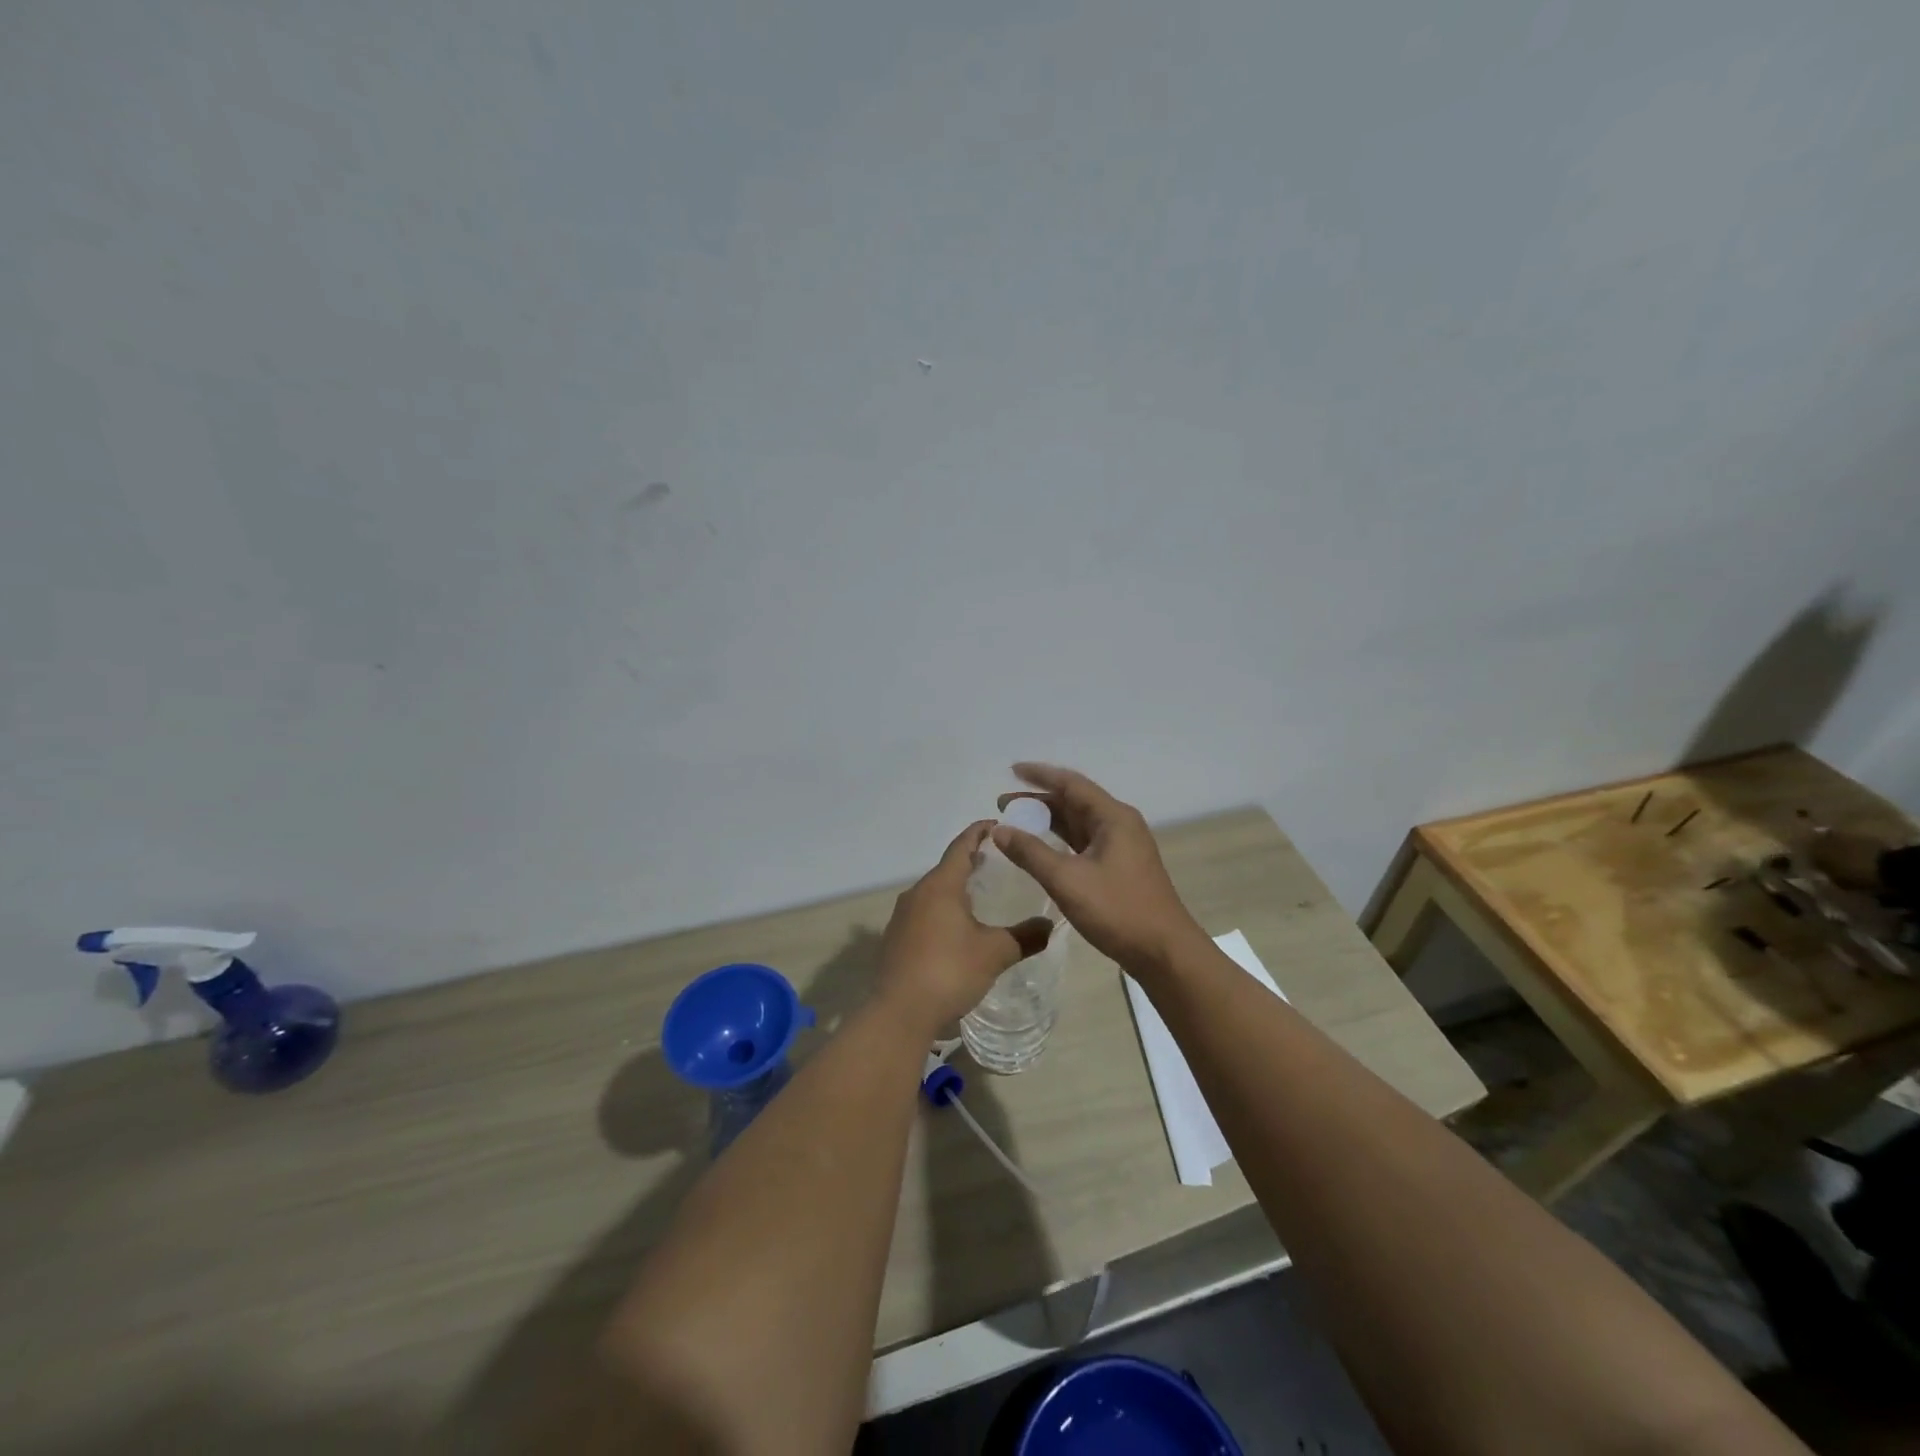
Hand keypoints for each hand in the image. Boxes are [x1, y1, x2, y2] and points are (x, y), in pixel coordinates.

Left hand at [873, 821, 1052, 1039]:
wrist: (899, 1013)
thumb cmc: (949, 971)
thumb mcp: (995, 953)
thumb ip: (1025, 936)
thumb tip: (1049, 926)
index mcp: (940, 885)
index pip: (961, 846)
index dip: (979, 833)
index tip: (996, 825)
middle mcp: (917, 893)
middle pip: (946, 868)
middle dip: (970, 861)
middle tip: (997, 862)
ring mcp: (902, 917)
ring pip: (933, 892)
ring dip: (955, 888)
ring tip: (980, 895)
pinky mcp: (895, 939)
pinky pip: (924, 913)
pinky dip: (943, 910)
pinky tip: (957, 929)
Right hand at [993, 763, 1205, 975]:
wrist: (1164, 952)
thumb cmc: (1117, 910)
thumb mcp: (1067, 880)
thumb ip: (1030, 852)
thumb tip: (999, 829)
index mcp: (1113, 817)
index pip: (1071, 784)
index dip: (1040, 775)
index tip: (1010, 771)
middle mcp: (1119, 824)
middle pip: (1074, 801)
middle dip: (1038, 801)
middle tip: (1003, 806)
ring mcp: (1122, 846)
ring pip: (1079, 824)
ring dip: (1048, 821)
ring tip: (1015, 824)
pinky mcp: (1120, 867)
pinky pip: (1084, 843)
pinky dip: (1060, 841)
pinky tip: (1041, 849)